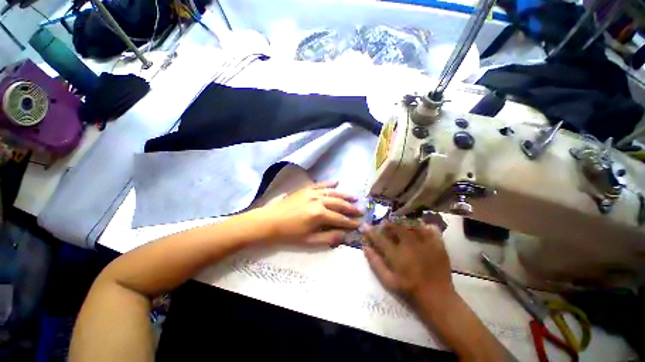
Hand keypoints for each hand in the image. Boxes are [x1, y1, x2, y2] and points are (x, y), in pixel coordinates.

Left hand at [252, 181, 362, 245]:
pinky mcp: (306, 189)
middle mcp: (318, 200)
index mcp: (319, 214)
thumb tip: (344, 236)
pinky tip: (337, 182)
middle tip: (361, 211)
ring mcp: (312, 192)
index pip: (340, 218)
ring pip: (332, 193)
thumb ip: (328, 238)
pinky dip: (329, 183)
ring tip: (355, 197)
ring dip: (344, 195)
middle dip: (351, 208)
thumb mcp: (309, 240)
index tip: (359, 224)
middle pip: (339, 204)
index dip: (350, 222)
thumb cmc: (289, 233)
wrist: (270, 221)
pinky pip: (320, 184)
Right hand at [363, 221, 452, 303]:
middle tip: (385, 227)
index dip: (370, 231)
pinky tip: (419, 228)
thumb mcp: (388, 280)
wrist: (437, 297)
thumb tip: (365, 247)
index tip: (365, 226)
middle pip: (396, 226)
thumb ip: (375, 262)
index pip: (379, 238)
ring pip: (411, 224)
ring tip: (400, 226)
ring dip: (403, 223)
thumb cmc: (409, 289)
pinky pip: (430, 228)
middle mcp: (410, 245)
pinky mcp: (438, 245)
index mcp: (397, 255)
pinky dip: (423, 226)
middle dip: (387, 224)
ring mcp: (426, 243)